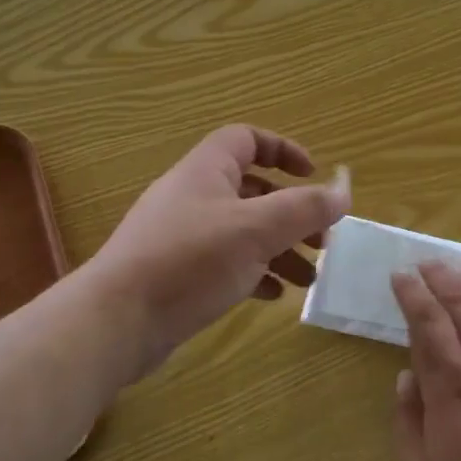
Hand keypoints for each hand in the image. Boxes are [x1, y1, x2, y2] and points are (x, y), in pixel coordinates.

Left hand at [88, 125, 349, 380]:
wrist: (117, 321)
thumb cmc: (190, 260)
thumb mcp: (257, 229)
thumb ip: (305, 209)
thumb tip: (344, 192)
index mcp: (207, 170)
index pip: (247, 139)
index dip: (283, 150)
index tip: (313, 176)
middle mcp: (194, 196)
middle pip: (252, 191)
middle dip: (292, 213)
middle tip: (322, 240)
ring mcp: (182, 236)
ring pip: (243, 231)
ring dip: (279, 249)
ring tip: (309, 277)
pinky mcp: (178, 273)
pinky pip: (225, 263)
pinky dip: (254, 272)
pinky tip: (273, 295)